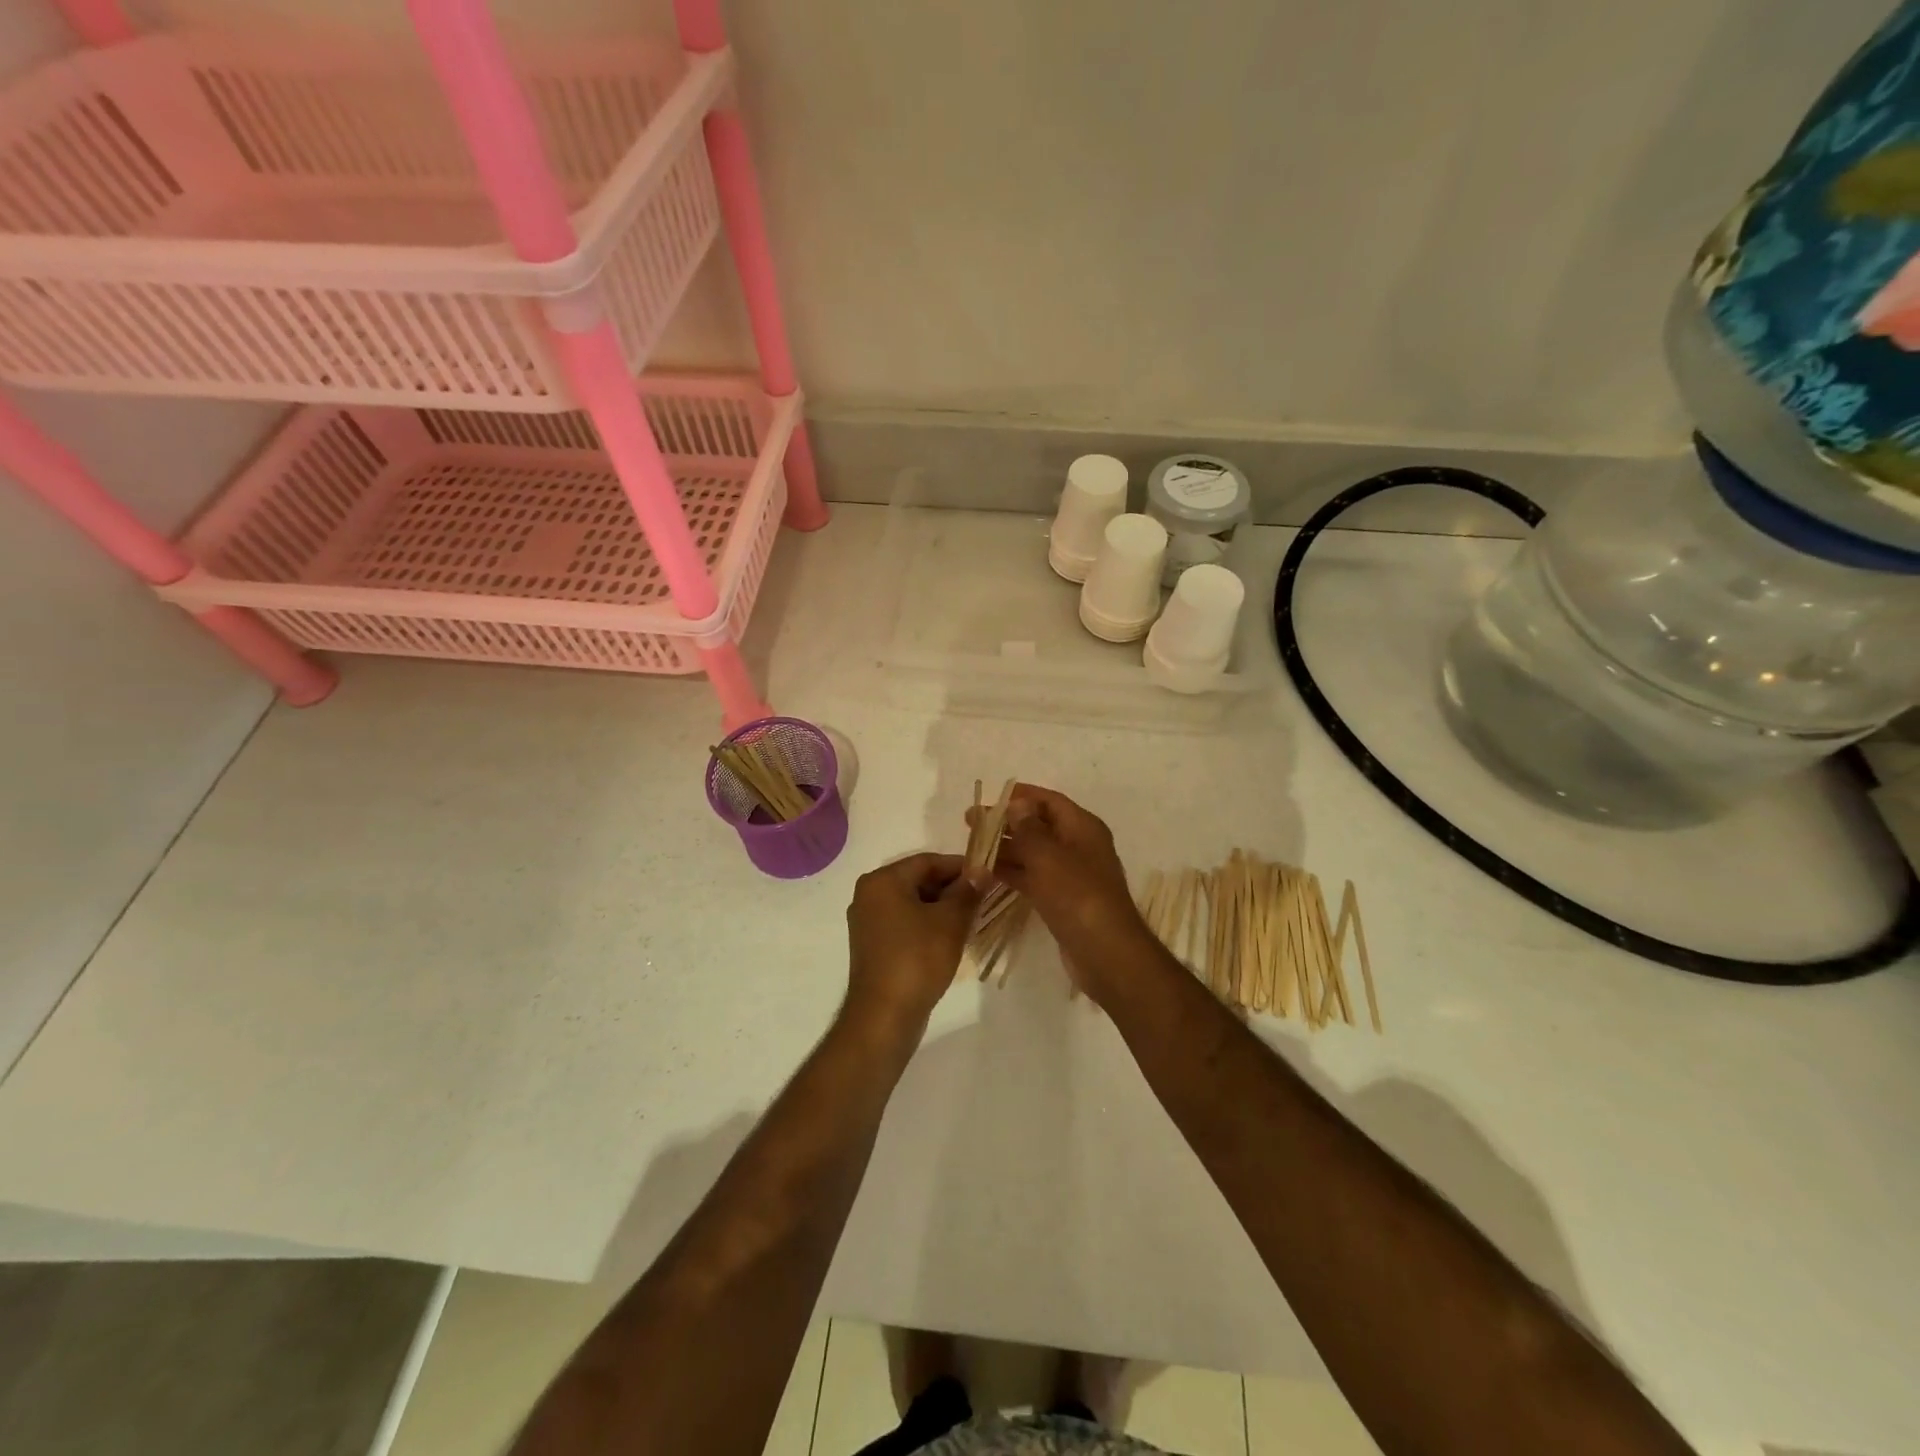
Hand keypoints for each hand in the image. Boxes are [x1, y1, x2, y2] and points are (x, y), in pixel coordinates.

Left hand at [845, 853, 979, 1030]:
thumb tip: (981, 870)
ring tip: (970, 919)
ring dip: (941, 908)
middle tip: (982, 899)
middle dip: (951, 888)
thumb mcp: (950, 921)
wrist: (884, 1016)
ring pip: (912, 903)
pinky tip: (949, 938)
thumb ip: (967, 891)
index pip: (928, 861)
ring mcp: (867, 921)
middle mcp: (869, 894)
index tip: (987, 876)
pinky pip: (904, 923)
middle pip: (918, 880)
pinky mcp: (872, 945)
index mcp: (882, 881)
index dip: (960, 867)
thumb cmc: (917, 959)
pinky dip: (926, 924)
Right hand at [970, 785, 1151, 1000]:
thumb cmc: (1078, 895)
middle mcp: (1077, 846)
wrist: (1105, 952)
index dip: (1020, 796)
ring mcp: (1069, 874)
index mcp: (1082, 828)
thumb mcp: (1048, 856)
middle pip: (1037, 826)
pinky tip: (984, 873)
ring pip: (1031, 854)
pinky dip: (1010, 873)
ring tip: (970, 848)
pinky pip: (1031, 877)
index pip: (1049, 801)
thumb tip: (1017, 803)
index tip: (989, 798)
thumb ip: (1028, 829)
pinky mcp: (1060, 899)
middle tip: (970, 823)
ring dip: (1003, 850)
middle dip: (1004, 823)